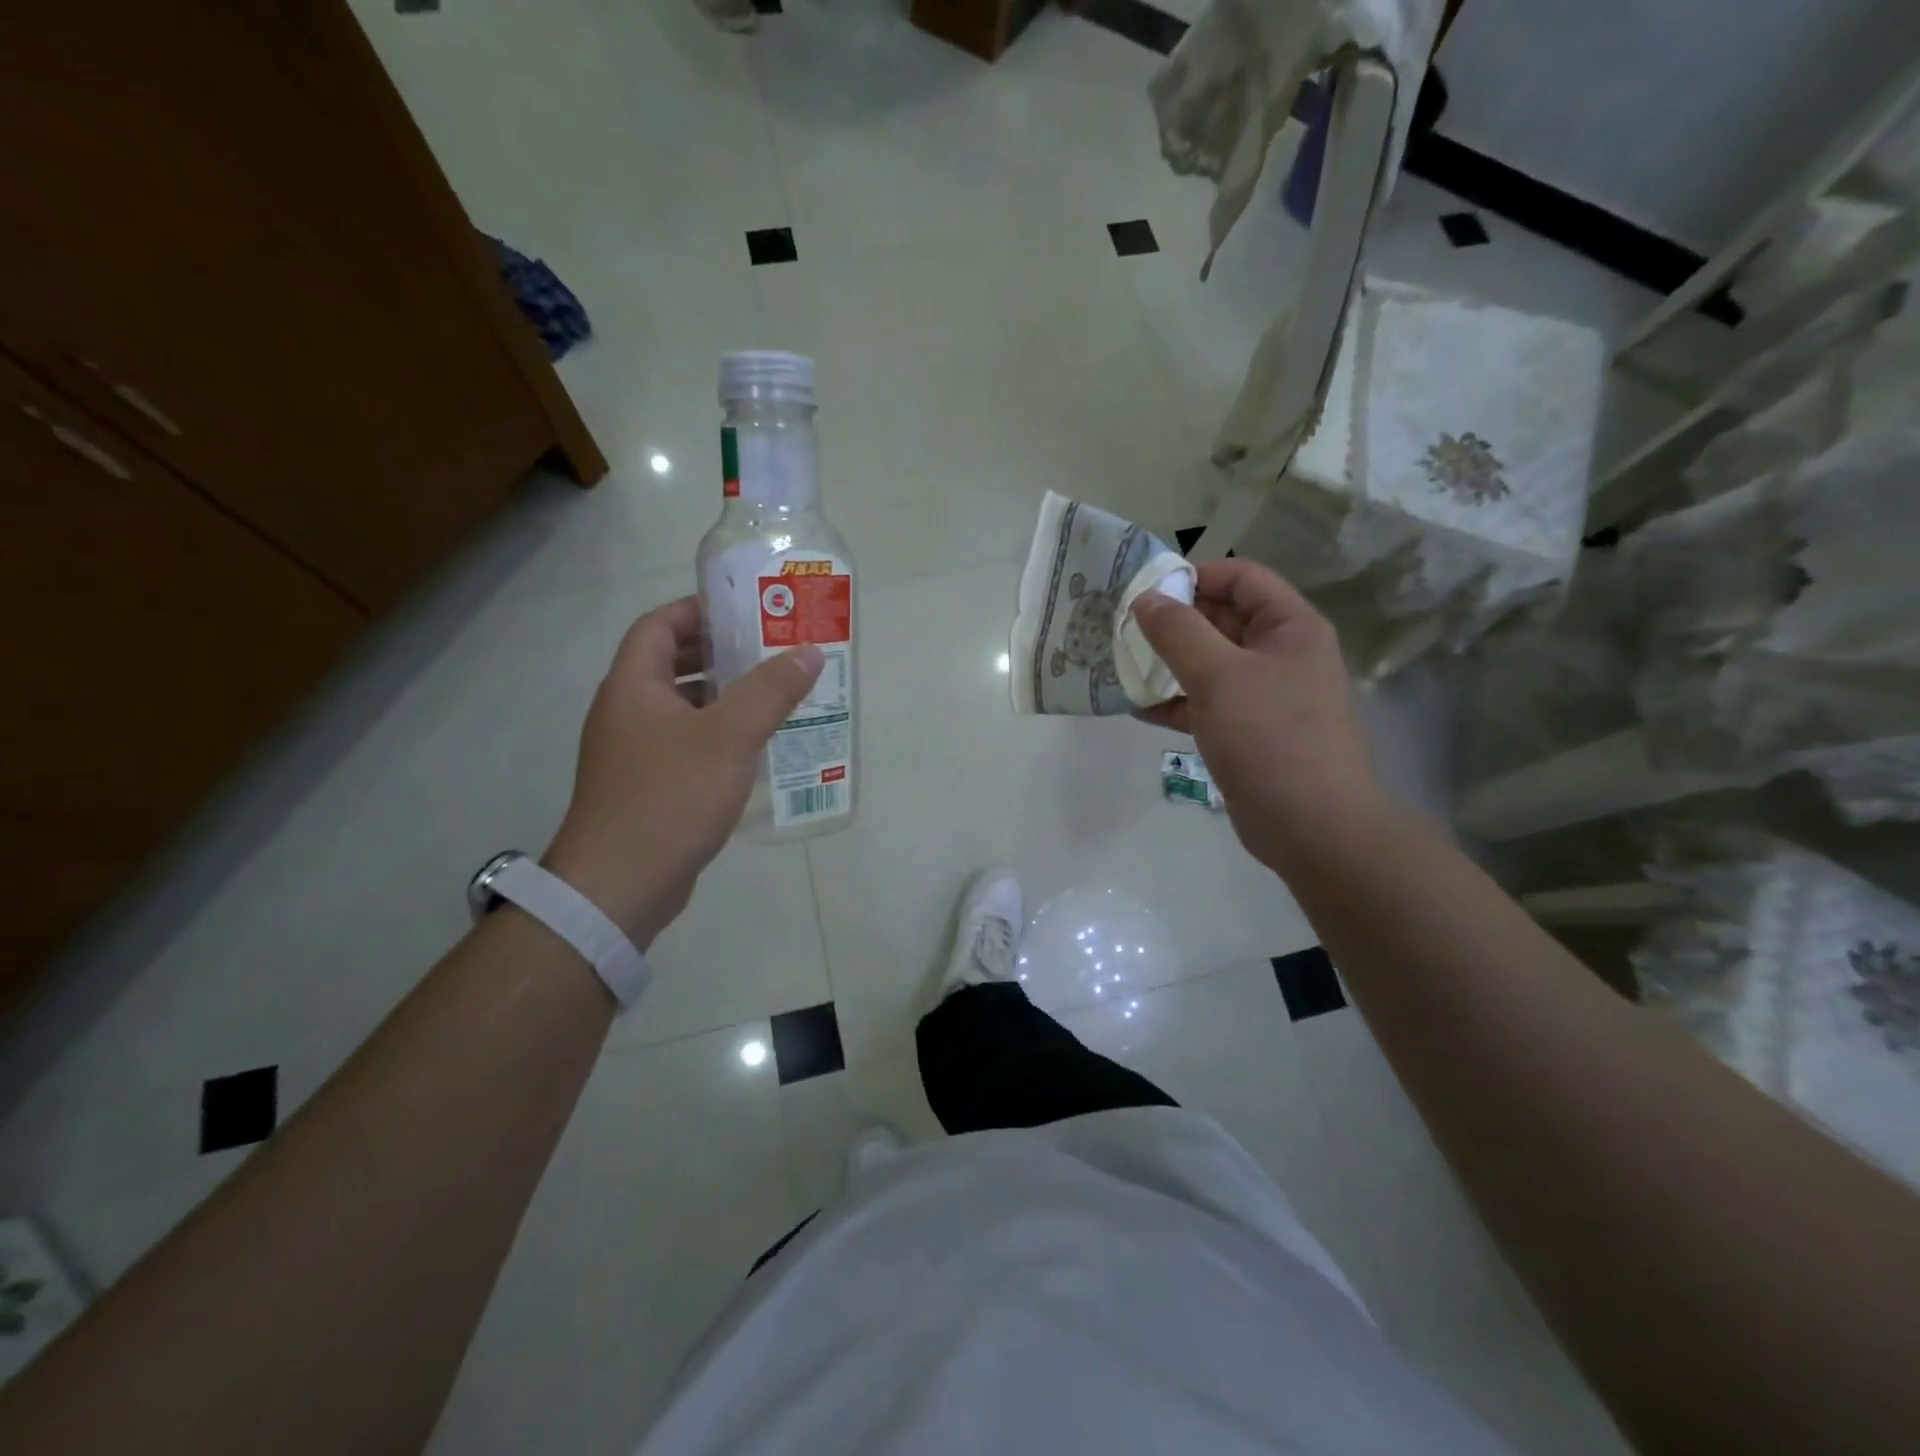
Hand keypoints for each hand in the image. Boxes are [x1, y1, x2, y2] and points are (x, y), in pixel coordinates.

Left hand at [543, 596, 822, 945]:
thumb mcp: (729, 737)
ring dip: (724, 698)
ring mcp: (634, 752)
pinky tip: (755, 749)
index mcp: (633, 687)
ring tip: (775, 696)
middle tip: (771, 652)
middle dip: (721, 654)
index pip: (659, 625)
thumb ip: (770, 692)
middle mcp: (627, 712)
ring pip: (683, 708)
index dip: (698, 610)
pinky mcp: (648, 786)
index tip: (745, 611)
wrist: (620, 885)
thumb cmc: (670, 797)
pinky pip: (686, 744)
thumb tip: (808, 652)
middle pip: (673, 665)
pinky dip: (718, 736)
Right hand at [1131, 560, 1384, 871]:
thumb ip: (1178, 632)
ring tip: (1122, 663)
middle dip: (1174, 621)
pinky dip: (1175, 702)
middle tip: (1124, 626)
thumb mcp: (1219, 675)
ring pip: (1210, 663)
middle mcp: (1281, 654)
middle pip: (1223, 619)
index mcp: (1289, 627)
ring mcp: (1264, 695)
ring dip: (1168, 663)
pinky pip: (1206, 702)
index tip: (1148, 590)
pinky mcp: (1247, 731)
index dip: (1196, 575)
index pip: (1242, 578)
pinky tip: (1137, 707)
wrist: (1311, 825)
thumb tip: (1146, 598)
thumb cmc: (1270, 737)